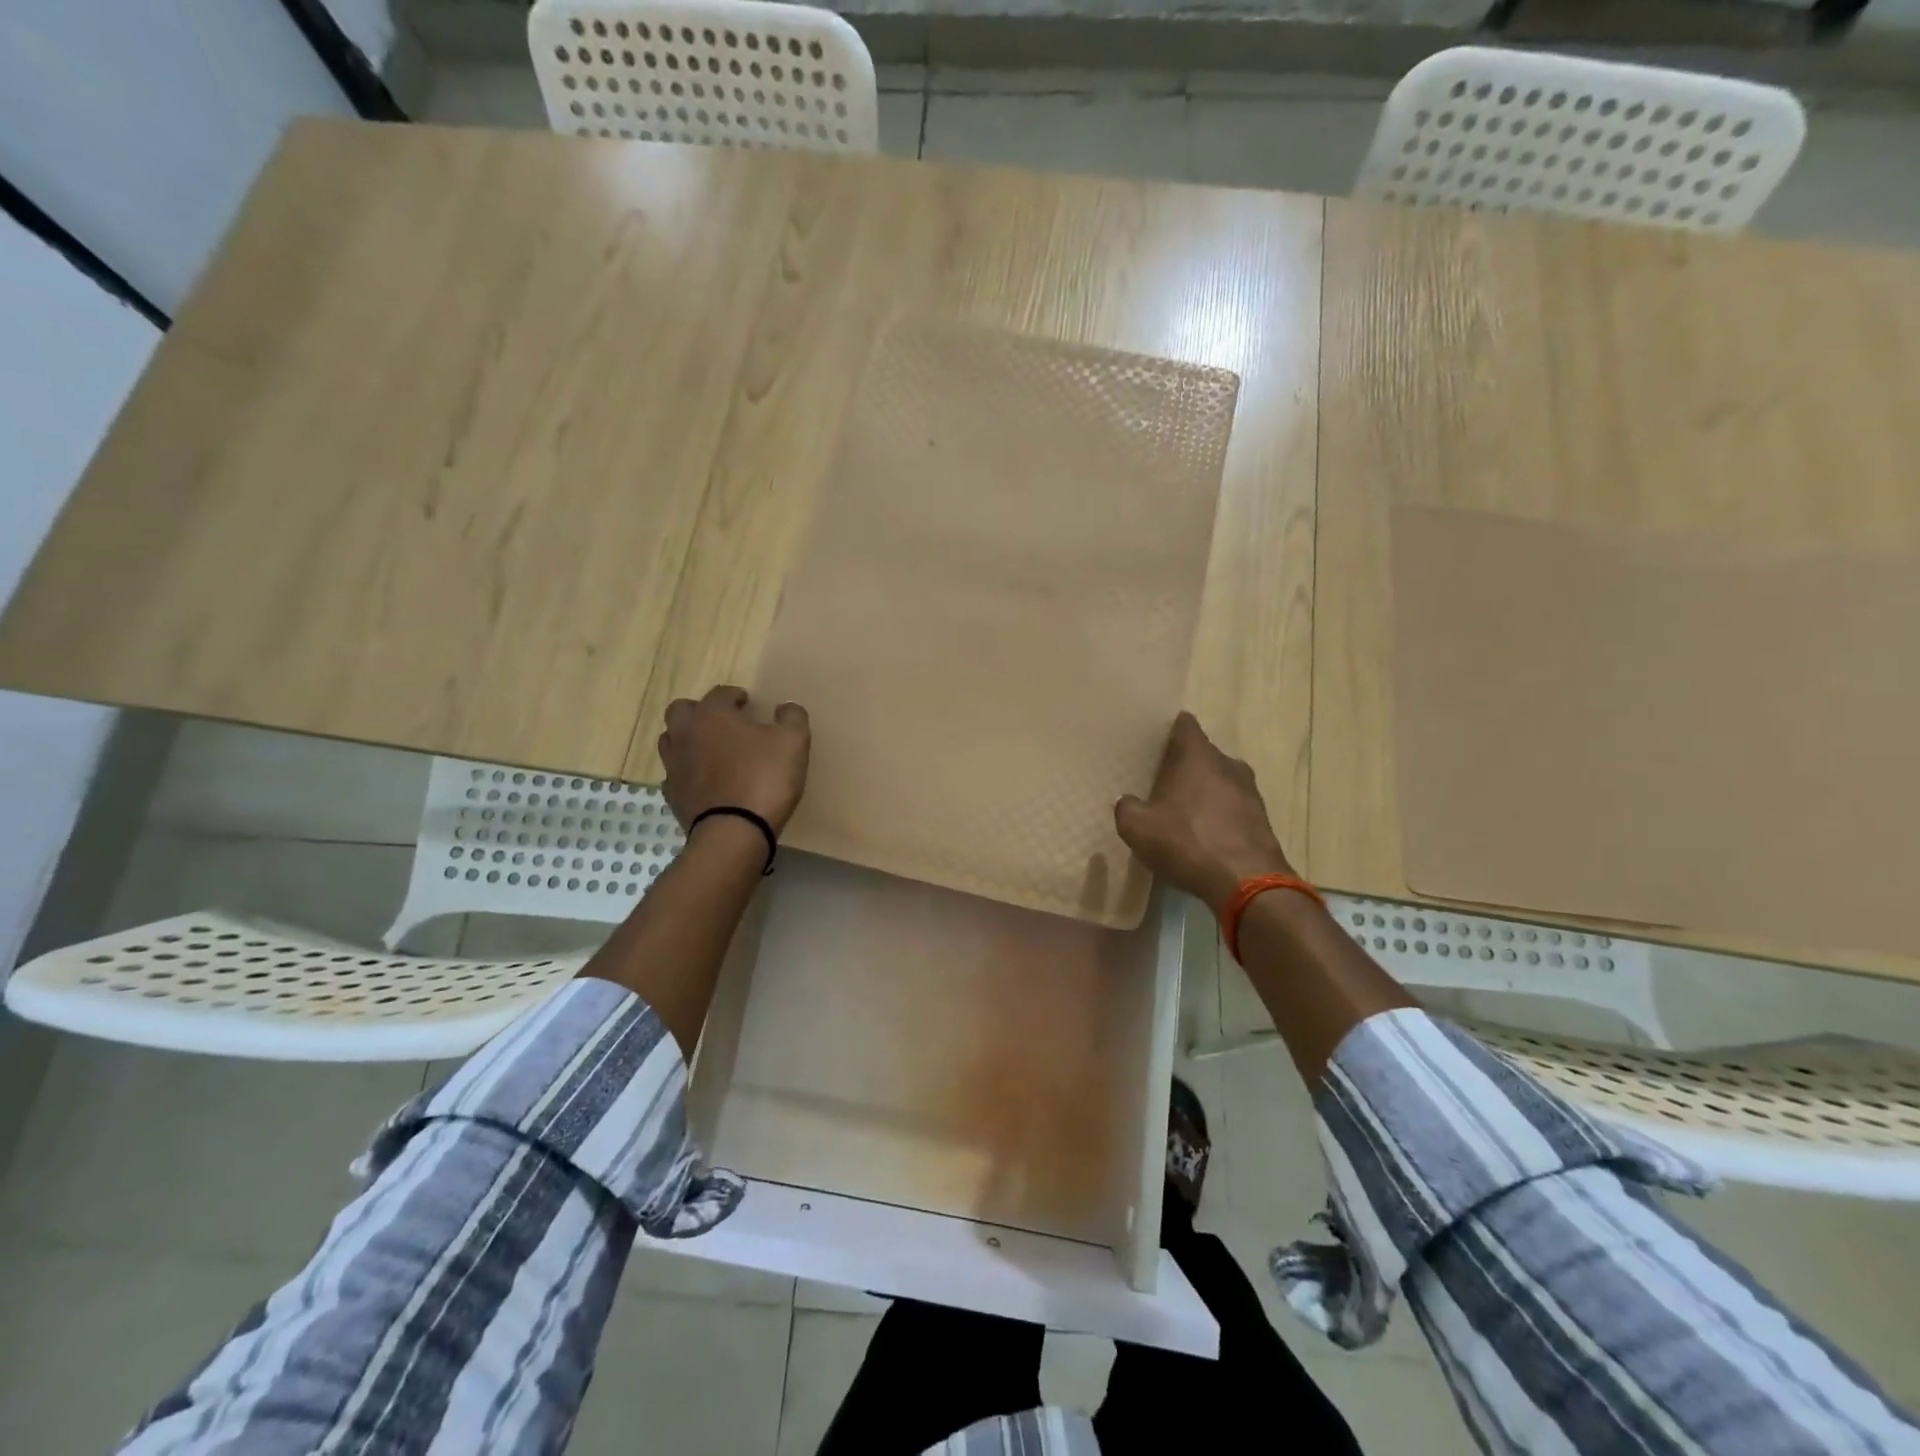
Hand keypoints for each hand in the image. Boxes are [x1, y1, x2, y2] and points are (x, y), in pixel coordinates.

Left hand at [659, 685, 810, 833]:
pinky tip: (705, 781)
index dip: (736, 696)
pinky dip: (688, 773)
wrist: (734, 831)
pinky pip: (675, 774)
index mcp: (712, 714)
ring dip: (689, 740)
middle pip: (682, 711)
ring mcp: (674, 765)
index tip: (749, 704)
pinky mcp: (672, 794)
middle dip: (701, 712)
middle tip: (723, 724)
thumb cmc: (764, 778)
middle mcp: (686, 733)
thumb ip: (792, 717)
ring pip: (672, 741)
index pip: (720, 693)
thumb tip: (786, 708)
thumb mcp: (793, 741)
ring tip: (712, 751)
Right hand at [1114, 712, 1294, 910]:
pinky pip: (1233, 806)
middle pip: (1202, 754)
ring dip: (1204, 791)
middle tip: (1161, 782)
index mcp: (1197, 756)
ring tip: (1183, 811)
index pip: (1184, 725)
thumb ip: (1127, 808)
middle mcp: (1227, 764)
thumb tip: (1128, 802)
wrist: (1247, 882)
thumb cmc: (1187, 842)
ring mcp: (1249, 791)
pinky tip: (1205, 835)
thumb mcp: (1137, 828)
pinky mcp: (1261, 819)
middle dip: (1184, 765)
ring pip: (1220, 780)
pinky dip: (1219, 814)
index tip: (1154, 741)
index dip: (1169, 730)